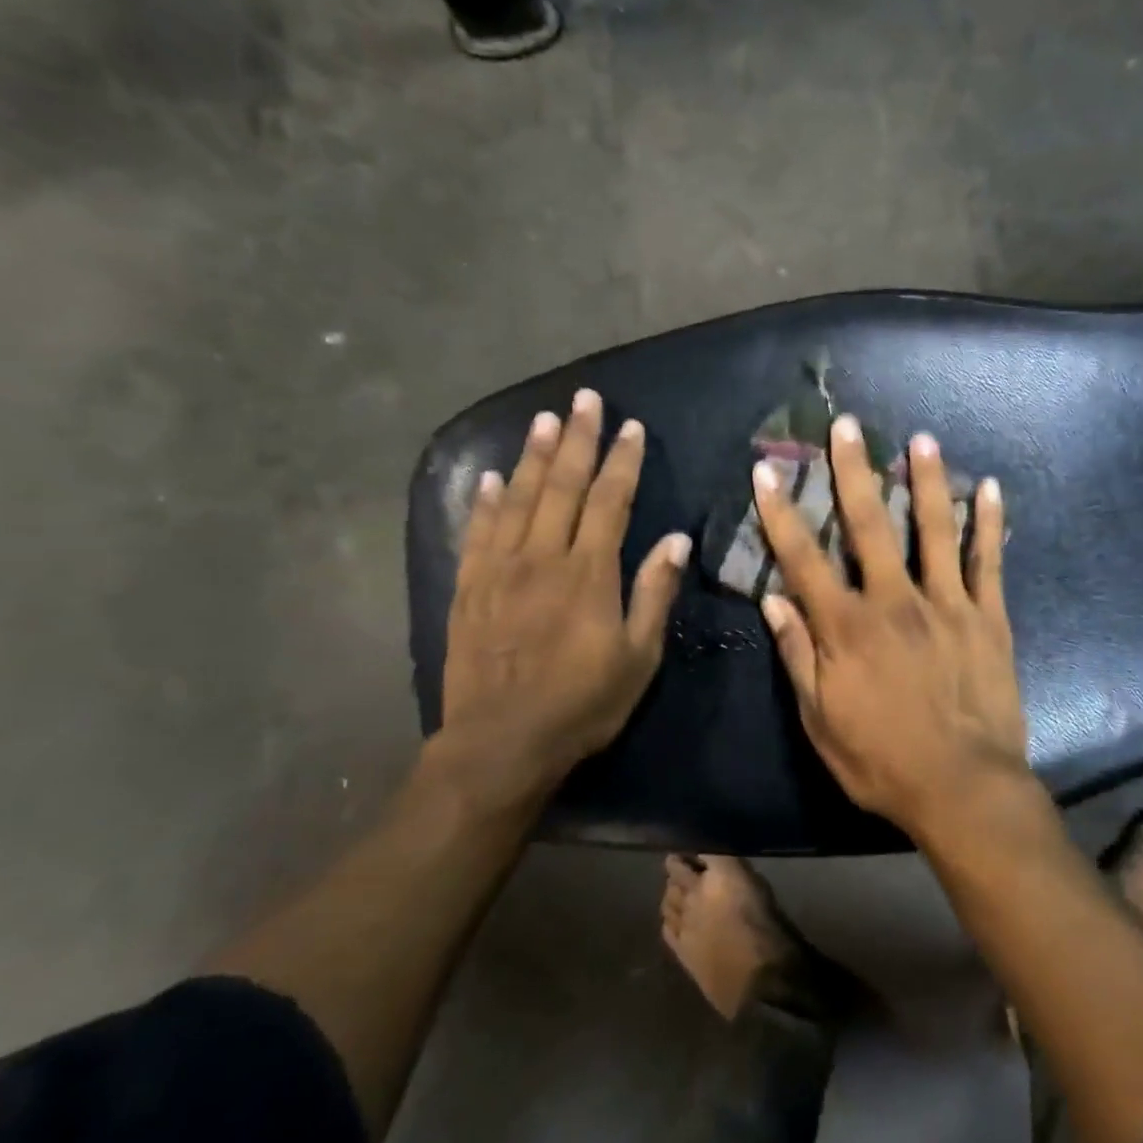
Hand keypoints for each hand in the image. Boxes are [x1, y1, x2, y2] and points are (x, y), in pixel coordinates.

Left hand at [424, 388, 691, 818]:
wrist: (500, 743)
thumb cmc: (581, 704)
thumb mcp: (638, 657)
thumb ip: (653, 593)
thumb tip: (674, 540)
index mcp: (588, 573)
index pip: (608, 501)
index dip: (621, 461)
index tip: (630, 427)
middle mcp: (542, 558)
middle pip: (561, 486)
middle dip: (576, 440)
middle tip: (584, 399)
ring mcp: (499, 570)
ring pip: (518, 499)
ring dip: (532, 456)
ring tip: (543, 419)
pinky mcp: (468, 588)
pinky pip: (476, 532)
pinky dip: (485, 501)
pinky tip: (491, 478)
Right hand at [754, 415, 1027, 835]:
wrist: (964, 789)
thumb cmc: (882, 762)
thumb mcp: (821, 720)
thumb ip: (798, 657)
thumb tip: (774, 602)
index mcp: (847, 628)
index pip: (803, 558)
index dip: (780, 512)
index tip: (765, 471)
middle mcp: (894, 601)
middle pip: (869, 525)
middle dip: (853, 471)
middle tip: (847, 426)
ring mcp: (946, 604)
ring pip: (933, 529)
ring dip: (925, 480)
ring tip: (921, 438)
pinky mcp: (987, 617)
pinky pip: (988, 561)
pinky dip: (988, 523)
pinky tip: (989, 487)